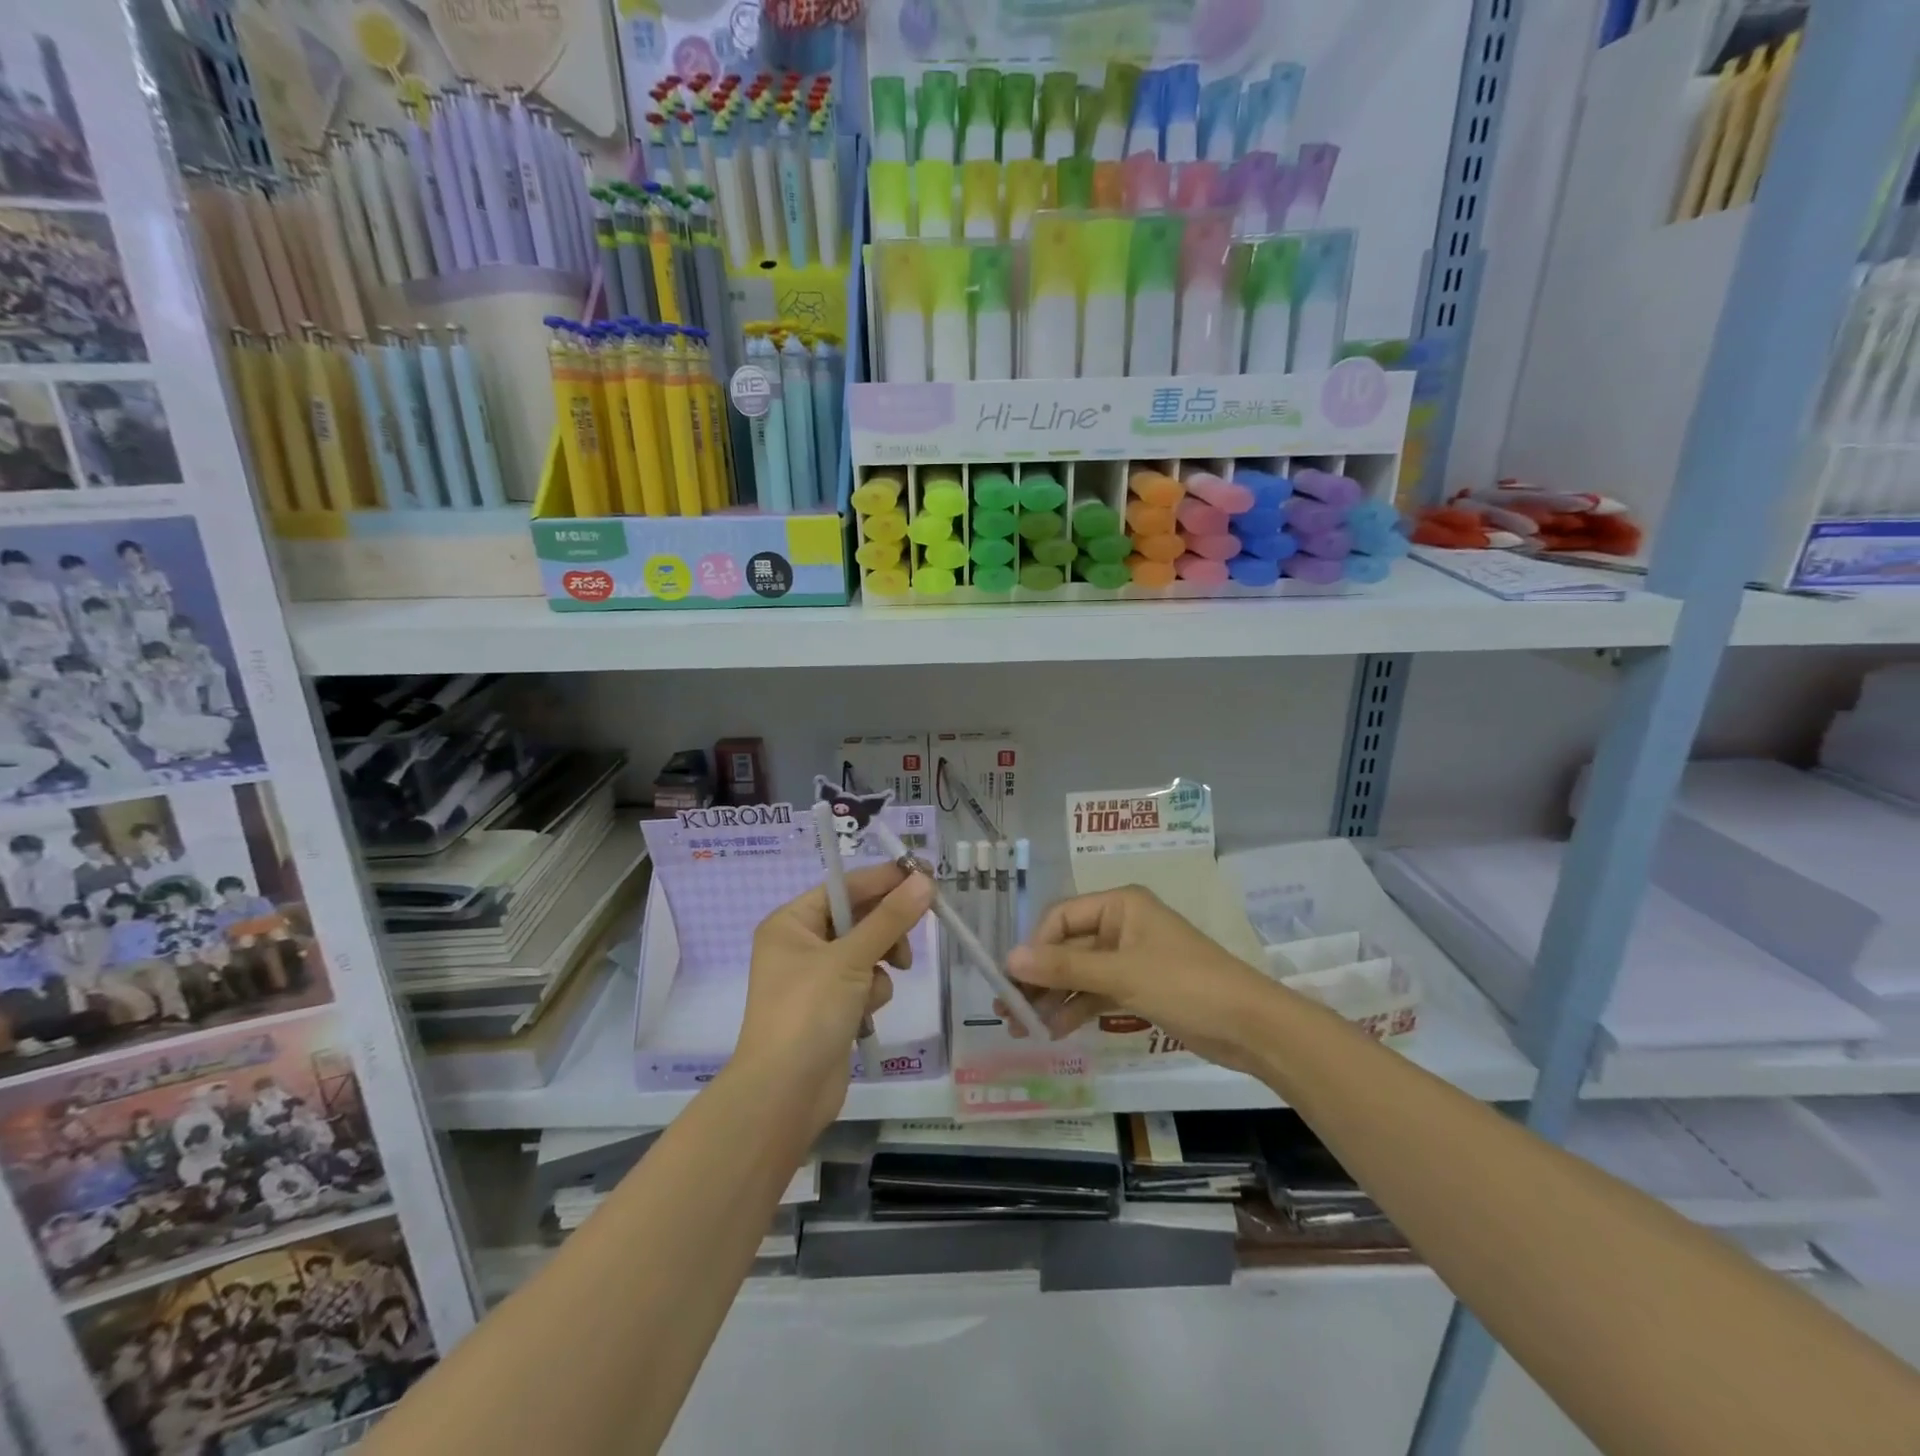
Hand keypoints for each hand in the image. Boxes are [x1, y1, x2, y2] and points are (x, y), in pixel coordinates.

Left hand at [734, 863, 931, 1134]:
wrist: (784, 1095)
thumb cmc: (808, 1013)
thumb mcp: (851, 959)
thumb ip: (890, 919)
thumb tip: (924, 880)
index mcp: (791, 922)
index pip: (844, 887)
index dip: (884, 879)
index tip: (924, 874)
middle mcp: (800, 944)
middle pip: (857, 917)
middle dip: (886, 926)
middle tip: (923, 919)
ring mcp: (815, 978)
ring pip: (867, 950)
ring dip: (880, 962)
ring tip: (888, 976)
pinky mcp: (831, 1007)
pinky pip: (864, 981)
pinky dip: (871, 992)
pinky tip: (866, 1013)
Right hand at [1006, 886, 1275, 1074]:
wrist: (1250, 1027)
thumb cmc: (1184, 985)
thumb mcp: (1121, 975)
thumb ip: (1064, 967)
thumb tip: (1010, 960)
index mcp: (1120, 905)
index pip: (1061, 918)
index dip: (1035, 948)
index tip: (1011, 982)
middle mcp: (1122, 924)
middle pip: (1067, 946)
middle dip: (1039, 978)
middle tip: (1007, 1011)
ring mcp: (1131, 957)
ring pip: (1080, 973)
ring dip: (1053, 997)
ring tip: (1022, 1028)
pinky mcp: (1140, 987)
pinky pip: (1097, 992)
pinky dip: (1077, 1008)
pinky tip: (1054, 1031)